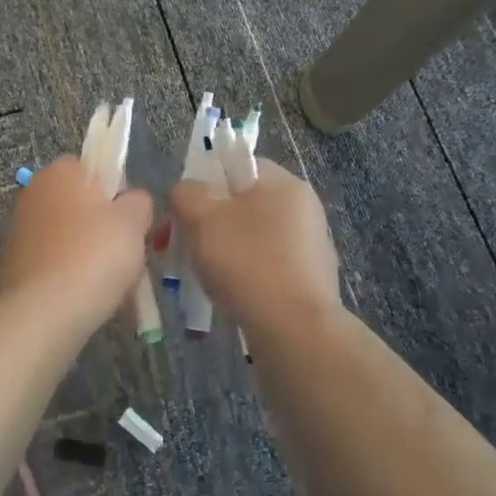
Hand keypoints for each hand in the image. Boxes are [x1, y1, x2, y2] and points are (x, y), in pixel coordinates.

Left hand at [0, 157, 152, 324]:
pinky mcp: (11, 263)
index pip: (91, 167)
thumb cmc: (94, 255)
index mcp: (60, 172)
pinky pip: (51, 260)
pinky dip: (66, 272)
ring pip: (65, 233)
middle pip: (78, 201)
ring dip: (83, 249)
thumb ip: (139, 202)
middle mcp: (33, 192)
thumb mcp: (134, 222)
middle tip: (123, 250)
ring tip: (105, 279)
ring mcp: (18, 228)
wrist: (44, 312)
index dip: (115, 190)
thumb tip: (132, 201)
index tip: (129, 219)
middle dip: (99, 223)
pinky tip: (82, 293)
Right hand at [169, 162, 340, 330]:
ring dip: (226, 251)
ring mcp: (310, 246)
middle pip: (244, 203)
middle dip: (211, 222)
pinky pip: (267, 267)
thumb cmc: (247, 262)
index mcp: (284, 183)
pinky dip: (245, 275)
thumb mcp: (201, 218)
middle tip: (185, 244)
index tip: (185, 210)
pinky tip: (229, 295)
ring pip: (253, 238)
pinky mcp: (310, 281)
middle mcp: (304, 208)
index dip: (205, 181)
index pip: (238, 165)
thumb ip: (186, 193)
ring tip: (202, 275)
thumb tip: (186, 192)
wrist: (294, 331)